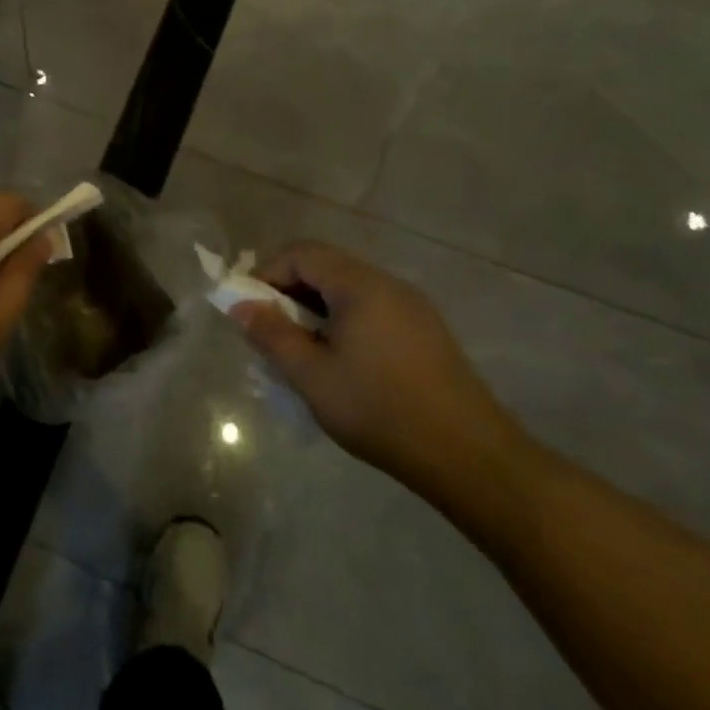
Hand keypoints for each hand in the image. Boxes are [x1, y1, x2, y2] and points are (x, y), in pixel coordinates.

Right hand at [233, 242, 525, 496]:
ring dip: (314, 310)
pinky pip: (371, 310)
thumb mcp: (312, 375)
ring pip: (348, 291)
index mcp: (360, 286)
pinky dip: (342, 323)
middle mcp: (389, 285)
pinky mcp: (425, 333)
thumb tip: (240, 306)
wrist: (469, 456)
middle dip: (288, 293)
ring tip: (301, 352)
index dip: (266, 273)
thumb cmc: (379, 409)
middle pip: (326, 268)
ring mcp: (412, 308)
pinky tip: (340, 364)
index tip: (248, 310)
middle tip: (270, 333)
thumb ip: (272, 335)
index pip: (302, 253)